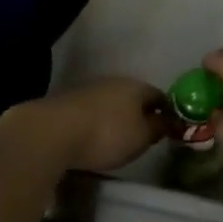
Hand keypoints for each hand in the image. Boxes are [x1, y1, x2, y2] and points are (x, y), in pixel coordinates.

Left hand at [16, 78, 165, 173]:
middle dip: (140, 113)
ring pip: (112, 102)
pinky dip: (98, 122)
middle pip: (134, 97)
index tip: (168, 129)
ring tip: (117, 139)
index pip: (159, 96)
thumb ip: (158, 128)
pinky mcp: (70, 101)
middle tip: (143, 136)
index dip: (167, 112)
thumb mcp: (141, 137)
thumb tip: (168, 120)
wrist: (54, 131)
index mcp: (137, 87)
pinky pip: (93, 111)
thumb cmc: (107, 134)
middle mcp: (116, 82)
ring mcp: (90, 89)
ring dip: (117, 117)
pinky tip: (94, 137)